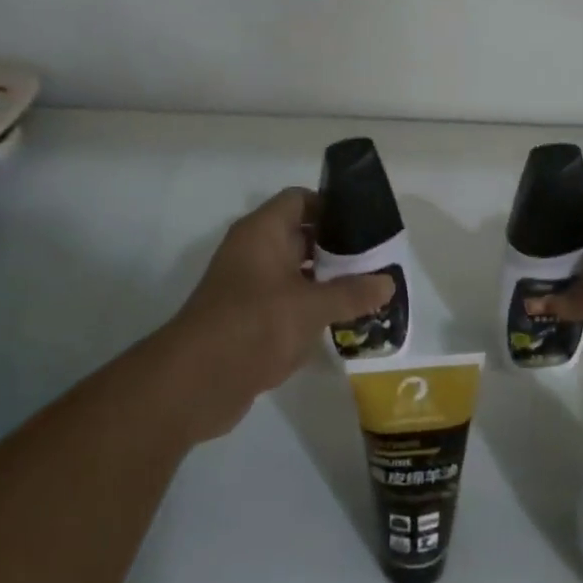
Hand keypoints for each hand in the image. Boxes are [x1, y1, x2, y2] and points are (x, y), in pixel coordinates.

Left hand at [154, 188, 394, 443]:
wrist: (195, 382)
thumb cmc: (253, 326)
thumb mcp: (310, 307)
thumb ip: (351, 293)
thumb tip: (388, 283)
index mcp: (262, 232)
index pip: (300, 200)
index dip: (333, 206)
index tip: (366, 224)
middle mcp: (254, 251)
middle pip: (301, 235)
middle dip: (338, 247)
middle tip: (377, 260)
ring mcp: (249, 286)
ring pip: (296, 272)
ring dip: (328, 280)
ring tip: (369, 290)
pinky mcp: (249, 319)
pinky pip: (287, 302)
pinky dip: (312, 307)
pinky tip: (342, 321)